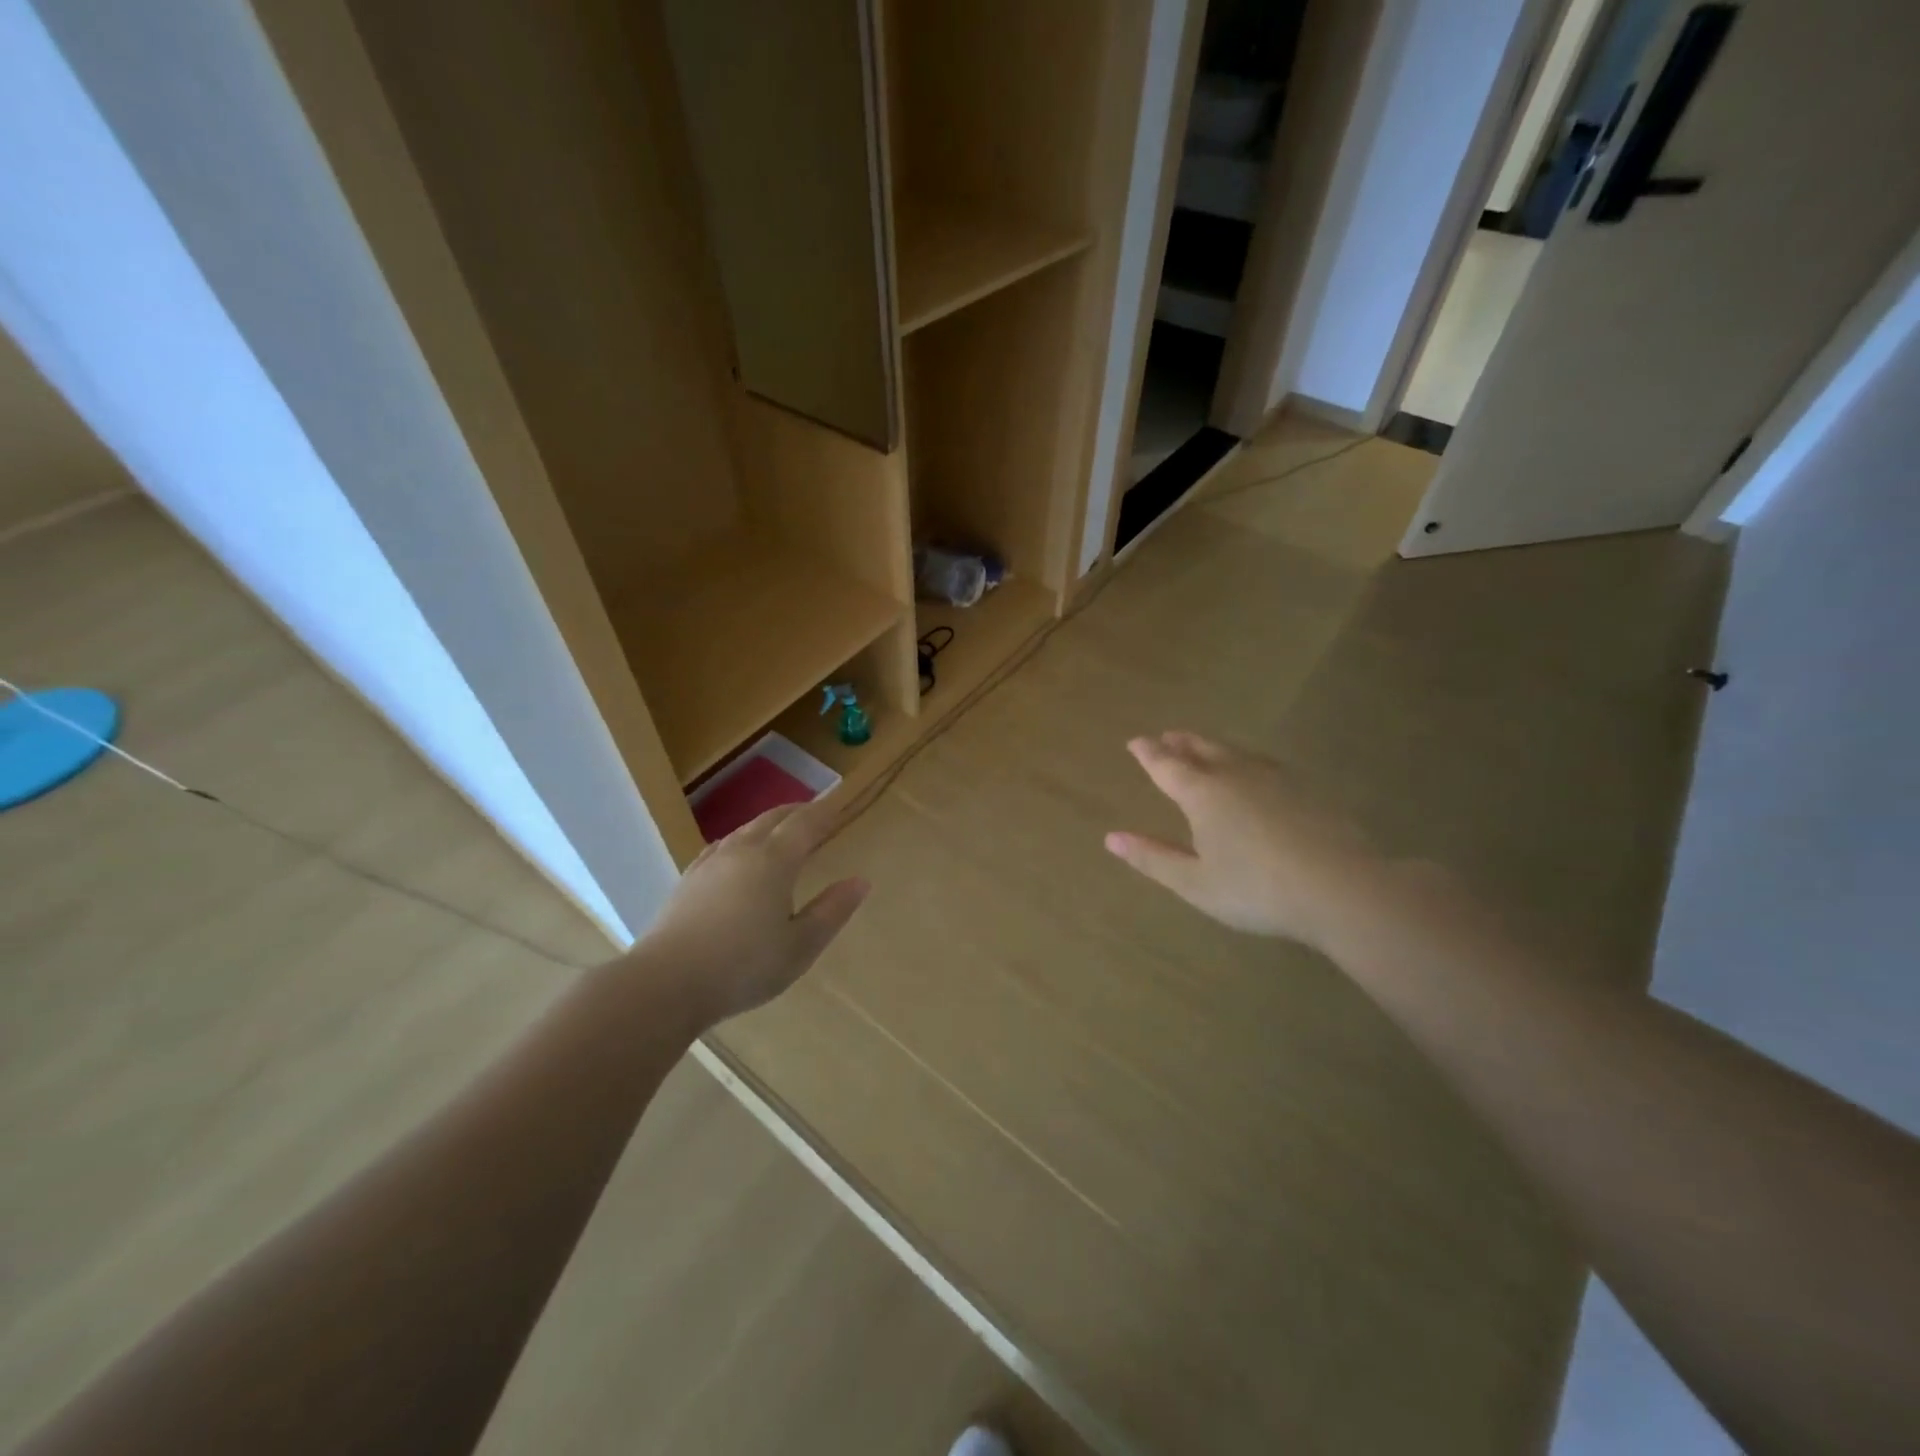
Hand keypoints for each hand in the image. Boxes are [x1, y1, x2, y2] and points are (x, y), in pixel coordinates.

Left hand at [641, 802, 869, 1026]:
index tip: (839, 805)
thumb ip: (832, 911)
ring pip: (744, 829)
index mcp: (774, 861)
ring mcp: (710, 864)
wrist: (665, 984)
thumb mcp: (800, 946)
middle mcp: (742, 851)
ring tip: (781, 829)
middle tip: (815, 812)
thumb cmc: (743, 966)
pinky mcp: (688, 881)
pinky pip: (721, 846)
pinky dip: (740, 840)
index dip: (825, 813)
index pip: (805, 824)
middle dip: (797, 812)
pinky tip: (734, 852)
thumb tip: (860, 881)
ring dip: (768, 823)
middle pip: (773, 819)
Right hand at [1105, 732, 1381, 949]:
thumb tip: (1111, 838)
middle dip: (1182, 742)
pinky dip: (1247, 760)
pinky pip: (1265, 764)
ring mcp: (1275, 779)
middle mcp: (1235, 776)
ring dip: (1214, 746)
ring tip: (1205, 747)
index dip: (1148, 753)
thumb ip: (1153, 857)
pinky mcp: (1307, 790)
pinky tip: (1255, 772)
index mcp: (1203, 794)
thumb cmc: (1256, 889)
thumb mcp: (1194, 882)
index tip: (1135, 742)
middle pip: (1203, 749)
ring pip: (1237, 753)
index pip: (1167, 765)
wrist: (1340, 888)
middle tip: (1168, 736)